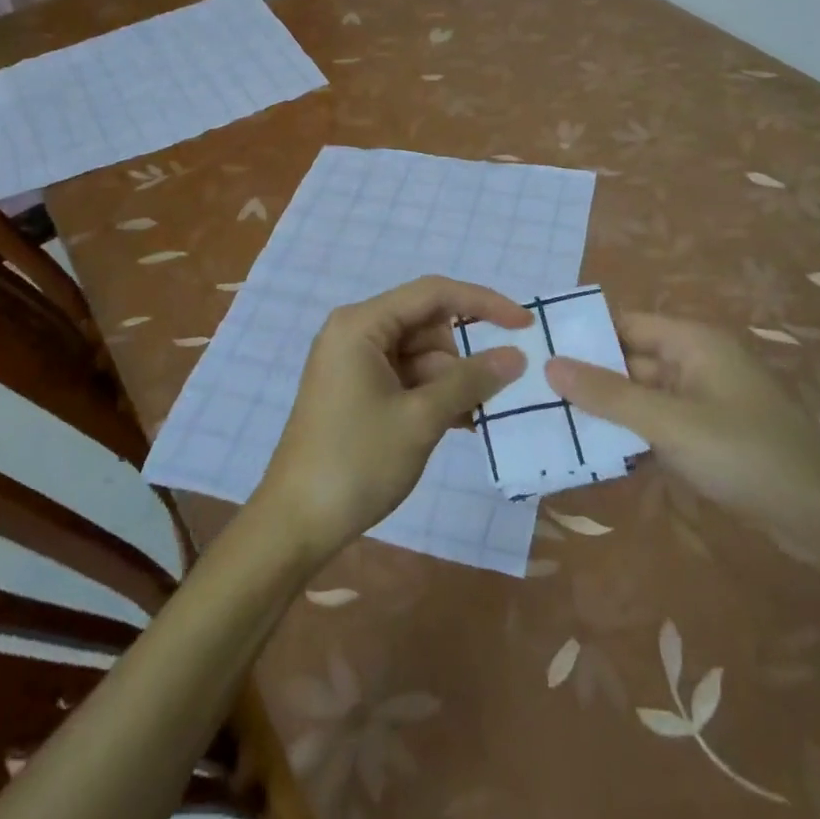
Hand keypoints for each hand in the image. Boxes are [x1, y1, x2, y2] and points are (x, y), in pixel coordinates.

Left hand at [252, 276, 528, 566]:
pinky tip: (462, 424)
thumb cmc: (356, 462)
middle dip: (463, 357)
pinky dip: (434, 396)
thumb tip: (517, 356)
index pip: (434, 293)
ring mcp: (355, 363)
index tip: (524, 324)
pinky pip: (408, 378)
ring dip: (452, 382)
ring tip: (477, 418)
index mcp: (362, 324)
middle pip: (428, 325)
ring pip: (422, 355)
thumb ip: (471, 380)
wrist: (295, 526)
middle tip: (493, 393)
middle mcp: (356, 333)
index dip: (483, 303)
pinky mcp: (358, 391)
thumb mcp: (421, 419)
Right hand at [545, 315, 819, 559]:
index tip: (538, 350)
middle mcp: (694, 363)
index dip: (584, 335)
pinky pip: (657, 426)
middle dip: (589, 377)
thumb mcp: (668, 422)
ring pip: (641, 397)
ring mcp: (702, 402)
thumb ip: (609, 394)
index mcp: (690, 342)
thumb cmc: (743, 451)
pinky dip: (631, 437)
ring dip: (607, 411)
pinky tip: (595, 455)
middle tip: (534, 393)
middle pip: (630, 361)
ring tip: (552, 424)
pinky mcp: (707, 437)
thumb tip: (551, 364)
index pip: (624, 324)